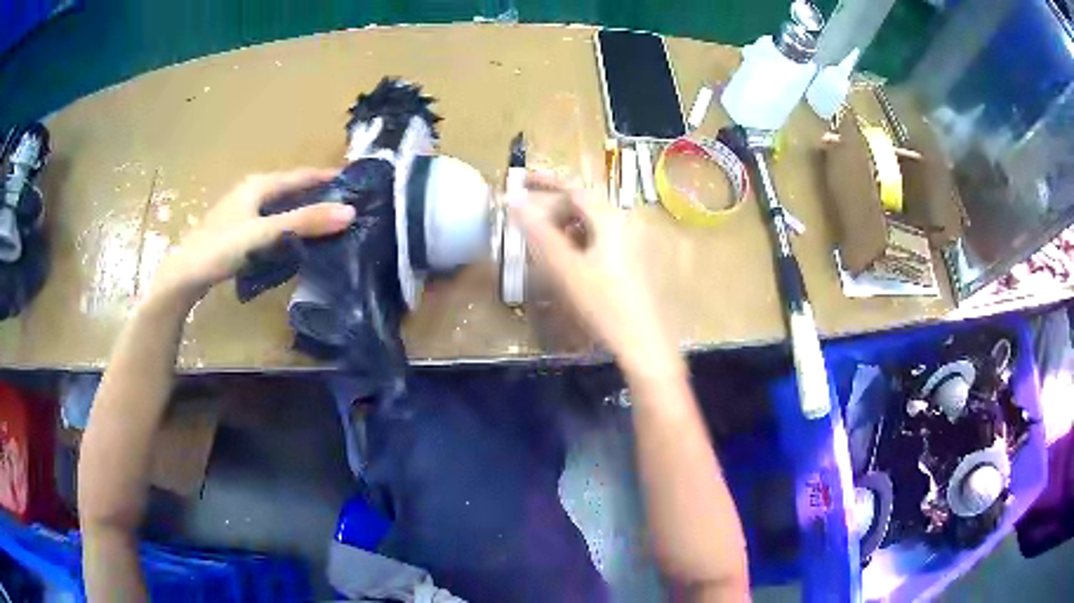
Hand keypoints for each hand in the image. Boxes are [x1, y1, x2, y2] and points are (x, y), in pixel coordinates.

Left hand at [152, 168, 355, 302]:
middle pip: (291, 190)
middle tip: (346, 208)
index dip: (327, 177)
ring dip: (302, 214)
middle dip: (317, 196)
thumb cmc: (221, 248)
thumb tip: (350, 211)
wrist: (184, 275)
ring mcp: (242, 212)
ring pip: (281, 207)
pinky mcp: (237, 232)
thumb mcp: (265, 233)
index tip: (356, 183)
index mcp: (259, 184)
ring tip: (328, 226)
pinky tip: (295, 242)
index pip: (302, 175)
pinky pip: (271, 223)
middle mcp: (251, 192)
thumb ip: (304, 222)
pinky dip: (288, 228)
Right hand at [512, 172, 682, 376]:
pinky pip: (604, 241)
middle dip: (554, 208)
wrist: (645, 345)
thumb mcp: (565, 269)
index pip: (574, 189)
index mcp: (611, 219)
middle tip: (528, 222)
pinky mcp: (637, 263)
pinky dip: (581, 243)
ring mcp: (636, 244)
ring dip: (567, 227)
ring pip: (594, 224)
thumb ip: (538, 233)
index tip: (520, 182)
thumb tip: (513, 199)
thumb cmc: (603, 305)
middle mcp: (627, 224)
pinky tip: (569, 264)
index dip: (545, 183)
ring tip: (544, 245)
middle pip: (586, 205)